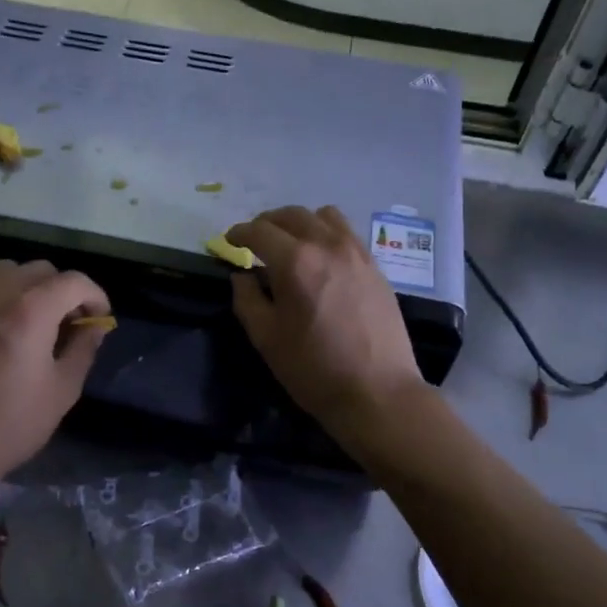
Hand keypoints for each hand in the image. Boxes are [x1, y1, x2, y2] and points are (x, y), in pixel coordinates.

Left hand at [0, 259, 110, 484]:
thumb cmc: (11, 424)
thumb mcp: (63, 390)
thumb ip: (83, 348)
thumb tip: (95, 324)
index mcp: (30, 311)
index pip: (73, 281)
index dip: (95, 295)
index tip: (98, 318)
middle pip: (39, 270)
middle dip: (62, 289)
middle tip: (68, 322)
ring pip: (5, 273)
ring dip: (28, 288)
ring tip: (32, 321)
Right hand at [226, 207, 426, 442]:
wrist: (377, 392)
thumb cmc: (314, 369)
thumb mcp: (266, 339)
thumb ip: (247, 300)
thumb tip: (242, 276)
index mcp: (295, 261)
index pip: (259, 230)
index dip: (239, 233)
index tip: (229, 241)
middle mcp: (327, 245)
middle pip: (291, 215)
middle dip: (267, 223)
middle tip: (255, 242)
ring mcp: (356, 252)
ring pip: (323, 216)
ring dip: (300, 223)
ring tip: (291, 244)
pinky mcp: (375, 266)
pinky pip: (346, 233)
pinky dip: (326, 234)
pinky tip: (322, 259)